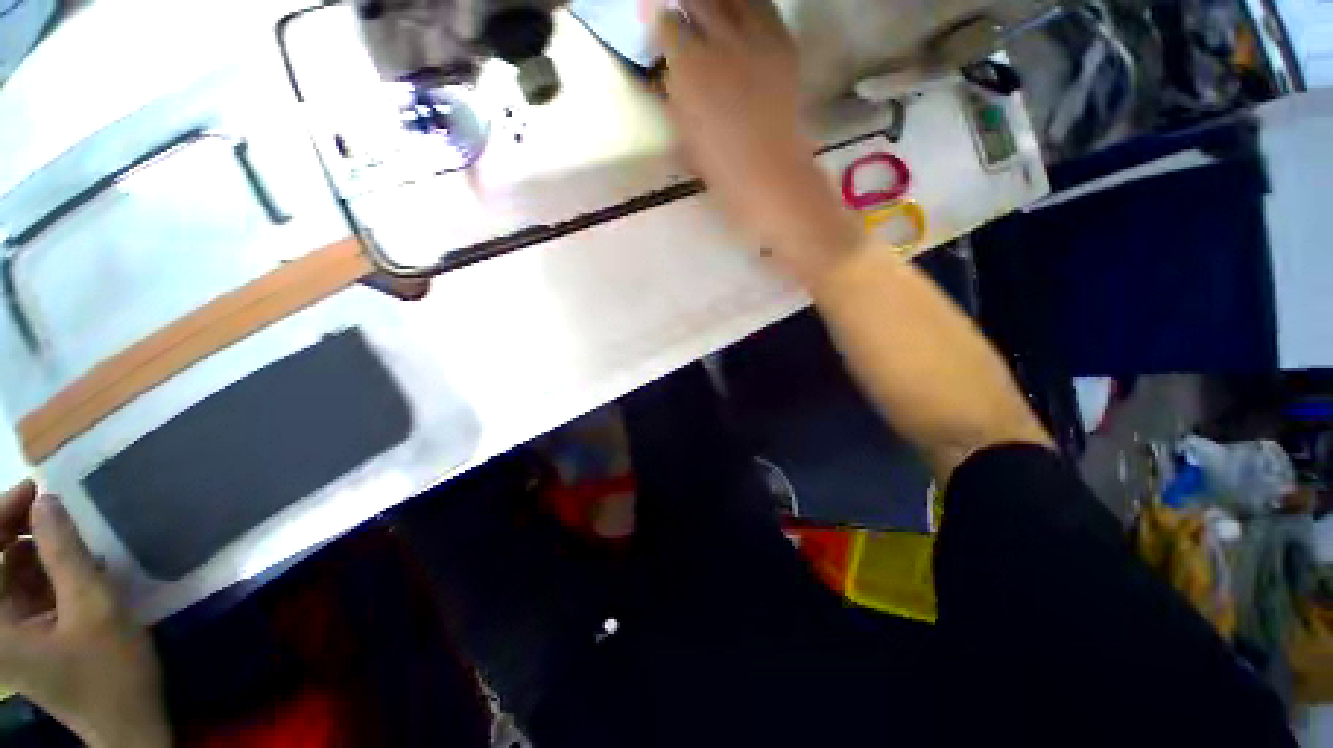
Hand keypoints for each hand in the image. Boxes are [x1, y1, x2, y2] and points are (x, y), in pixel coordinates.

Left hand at [0, 482, 169, 747]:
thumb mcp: (95, 608)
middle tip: (46, 502)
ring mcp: (9, 633)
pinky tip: (74, 561)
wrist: (127, 721)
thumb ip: (66, 554)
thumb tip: (47, 501)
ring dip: (32, 547)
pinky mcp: (27, 634)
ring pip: (8, 573)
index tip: (33, 489)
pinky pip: (25, 589)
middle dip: (12, 527)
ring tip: (66, 530)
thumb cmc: (110, 671)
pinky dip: (45, 568)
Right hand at [655, 0, 862, 283]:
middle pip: (700, 0)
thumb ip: (676, 98)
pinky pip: (766, 10)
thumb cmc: (722, 172)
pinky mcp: (783, 47)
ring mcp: (757, 41)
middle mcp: (721, 43)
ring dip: (719, 1)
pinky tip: (744, 14)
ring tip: (713, 9)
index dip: (662, 24)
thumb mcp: (686, 139)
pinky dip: (751, 7)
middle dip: (688, 4)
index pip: (668, 25)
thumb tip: (671, 71)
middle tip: (683, 11)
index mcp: (690, 70)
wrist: (773, 180)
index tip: (660, 27)